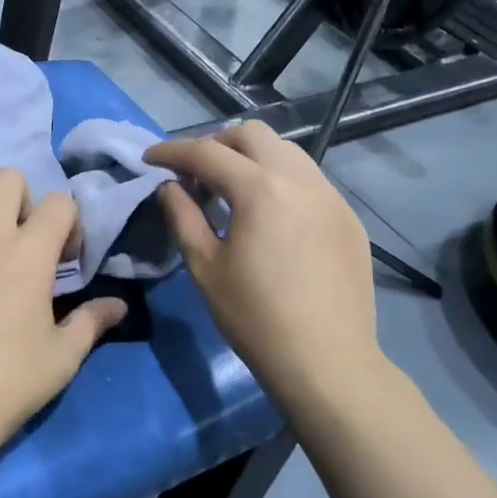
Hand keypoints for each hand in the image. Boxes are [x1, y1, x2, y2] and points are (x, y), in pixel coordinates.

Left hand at [0, 168, 125, 465]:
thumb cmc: (6, 385)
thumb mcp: (61, 358)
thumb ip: (91, 322)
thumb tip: (118, 305)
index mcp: (28, 254)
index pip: (58, 202)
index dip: (68, 223)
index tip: (64, 256)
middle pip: (7, 178)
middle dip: (22, 201)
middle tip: (21, 242)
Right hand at [144, 122, 384, 415]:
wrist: (327, 362)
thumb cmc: (255, 317)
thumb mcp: (205, 267)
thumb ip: (182, 216)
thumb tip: (169, 187)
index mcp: (261, 189)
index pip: (207, 152)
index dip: (172, 152)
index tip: (149, 159)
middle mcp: (301, 179)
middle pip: (251, 135)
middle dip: (215, 144)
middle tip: (193, 175)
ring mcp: (331, 196)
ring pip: (285, 152)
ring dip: (250, 159)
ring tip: (230, 192)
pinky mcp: (347, 217)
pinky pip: (308, 179)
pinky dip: (279, 180)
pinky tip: (268, 217)